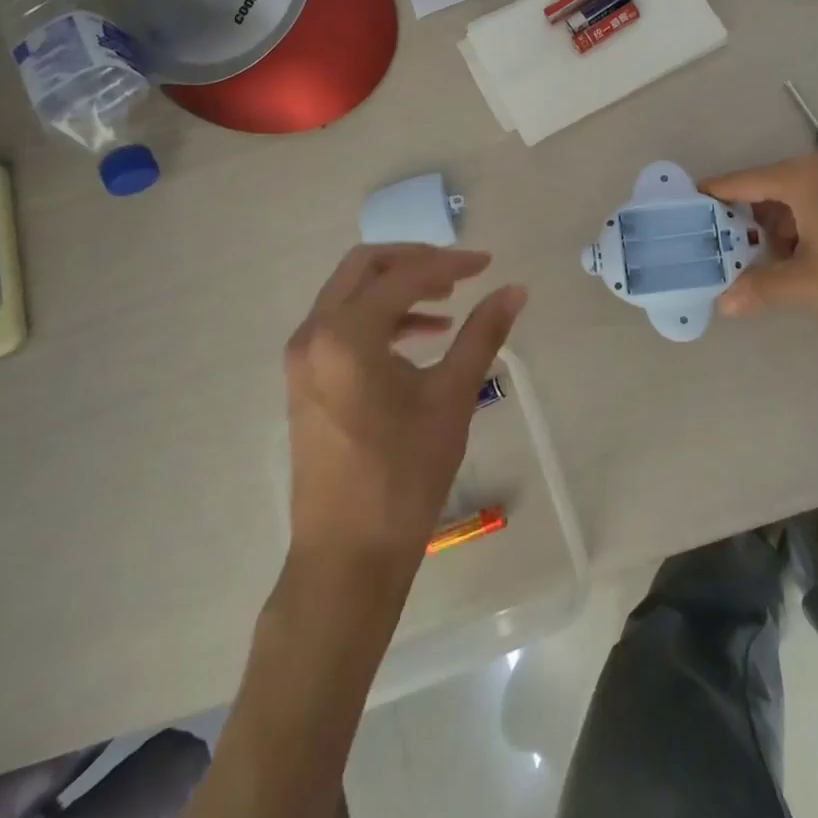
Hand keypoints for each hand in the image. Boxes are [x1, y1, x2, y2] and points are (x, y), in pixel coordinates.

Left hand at [283, 245, 525, 583]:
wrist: (347, 555)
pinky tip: (421, 337)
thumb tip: (515, 290)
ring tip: (447, 303)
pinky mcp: (305, 380)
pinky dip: (380, 318)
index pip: (404, 276)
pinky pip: (341, 325)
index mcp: (347, 334)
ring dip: (397, 288)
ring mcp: (303, 358)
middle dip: (414, 261)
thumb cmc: (404, 475)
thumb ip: (483, 334)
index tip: (488, 263)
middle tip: (458, 272)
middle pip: (364, 268)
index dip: (450, 263)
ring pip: (349, 294)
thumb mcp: (452, 397)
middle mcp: (314, 334)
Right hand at [700, 154, 817, 329]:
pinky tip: (800, 258)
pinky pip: (813, 202)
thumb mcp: (807, 283)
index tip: (684, 209)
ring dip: (773, 228)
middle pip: (763, 189)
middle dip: (743, 221)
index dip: (710, 196)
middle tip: (722, 250)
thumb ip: (760, 288)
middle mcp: (817, 168)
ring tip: (764, 264)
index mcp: (799, 178)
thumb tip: (724, 304)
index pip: (739, 182)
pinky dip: (798, 226)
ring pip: (790, 198)